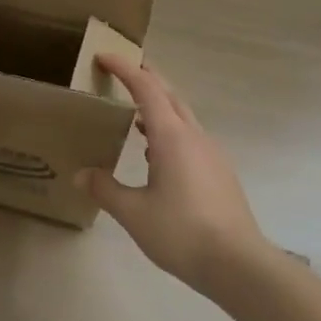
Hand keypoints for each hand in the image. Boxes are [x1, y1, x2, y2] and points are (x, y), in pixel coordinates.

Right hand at [76, 54, 266, 291]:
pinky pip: (190, 138)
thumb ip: (106, 189)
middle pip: (169, 95)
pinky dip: (169, 131)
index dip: (125, 69)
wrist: (238, 264)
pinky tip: (156, 154)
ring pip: (182, 117)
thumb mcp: (133, 213)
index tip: (104, 56)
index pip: (146, 89)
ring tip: (134, 115)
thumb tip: (81, 175)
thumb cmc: (182, 232)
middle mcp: (194, 137)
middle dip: (146, 78)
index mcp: (172, 137)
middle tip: (122, 71)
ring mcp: (211, 154)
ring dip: (159, 107)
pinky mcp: (220, 172)